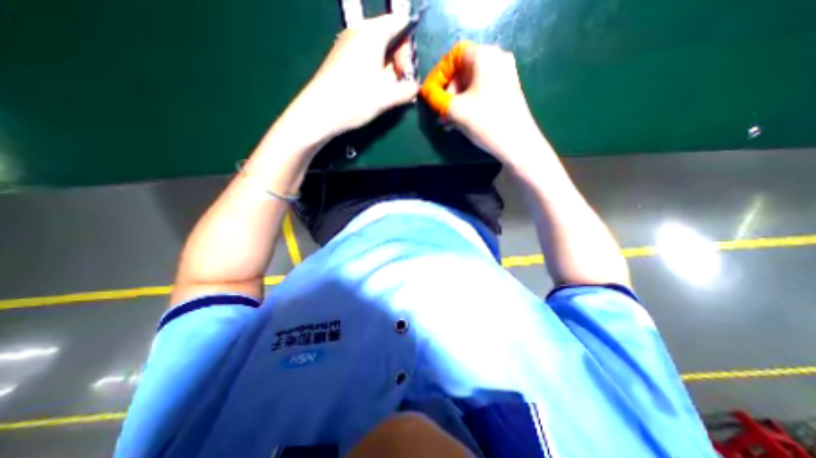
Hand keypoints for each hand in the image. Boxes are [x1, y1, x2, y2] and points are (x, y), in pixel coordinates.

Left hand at [295, 15, 419, 139]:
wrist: (319, 112)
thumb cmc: (355, 99)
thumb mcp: (387, 96)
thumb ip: (407, 90)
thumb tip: (414, 87)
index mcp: (372, 33)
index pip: (401, 23)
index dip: (409, 48)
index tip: (406, 72)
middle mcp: (359, 32)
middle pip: (389, 38)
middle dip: (398, 63)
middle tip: (398, 87)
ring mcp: (347, 45)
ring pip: (377, 52)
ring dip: (387, 72)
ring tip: (386, 94)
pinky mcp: (341, 60)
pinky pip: (365, 60)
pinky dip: (375, 74)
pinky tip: (373, 93)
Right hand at [440, 43, 539, 165]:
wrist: (517, 144)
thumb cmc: (485, 121)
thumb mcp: (455, 110)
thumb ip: (435, 98)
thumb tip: (425, 91)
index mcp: (485, 56)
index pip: (454, 55)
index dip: (439, 74)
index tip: (430, 93)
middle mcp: (497, 60)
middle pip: (463, 70)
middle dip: (447, 92)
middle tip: (440, 112)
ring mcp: (504, 76)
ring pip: (470, 84)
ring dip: (455, 102)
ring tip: (446, 122)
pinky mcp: (506, 91)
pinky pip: (480, 92)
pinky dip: (467, 104)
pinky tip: (458, 122)